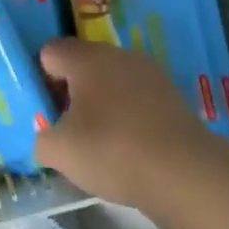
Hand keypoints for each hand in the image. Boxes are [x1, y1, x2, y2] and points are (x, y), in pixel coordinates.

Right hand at [35, 38, 218, 209]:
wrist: (187, 175)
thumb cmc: (112, 151)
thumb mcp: (59, 151)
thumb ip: (42, 137)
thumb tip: (47, 136)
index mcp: (86, 57)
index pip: (50, 53)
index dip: (42, 81)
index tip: (48, 112)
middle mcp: (118, 54)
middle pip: (83, 65)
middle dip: (72, 93)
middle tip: (71, 130)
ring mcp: (150, 73)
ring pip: (112, 82)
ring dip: (102, 105)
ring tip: (103, 143)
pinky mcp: (174, 96)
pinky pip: (138, 99)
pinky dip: (130, 117)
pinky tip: (132, 149)